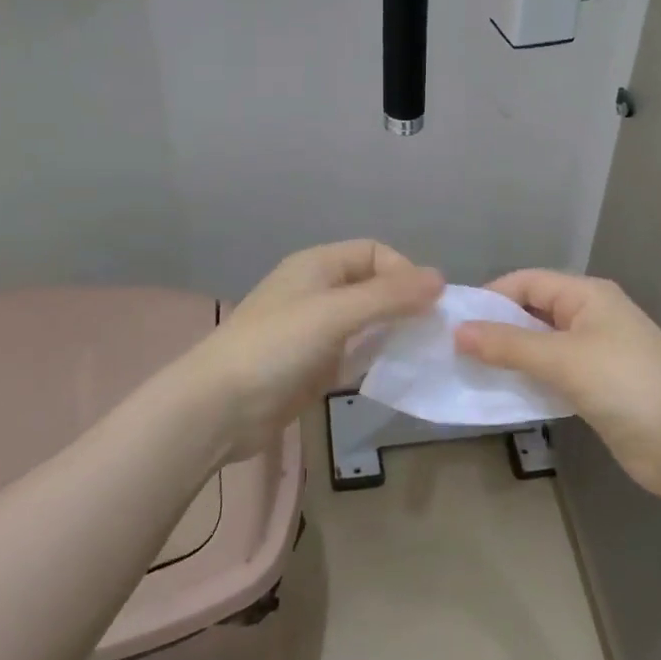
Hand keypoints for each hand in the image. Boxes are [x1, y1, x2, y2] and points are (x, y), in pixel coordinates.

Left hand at [181, 240, 442, 461]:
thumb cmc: (277, 346)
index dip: (403, 271)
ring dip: (394, 332)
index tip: (428, 303)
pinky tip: (397, 372)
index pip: (374, 252)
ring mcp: (315, 331)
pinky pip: (355, 353)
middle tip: (433, 330)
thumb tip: (441, 278)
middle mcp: (318, 291)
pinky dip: (377, 358)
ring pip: (367, 322)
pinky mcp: (314, 366)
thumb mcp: (336, 313)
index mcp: (317, 266)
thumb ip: (389, 296)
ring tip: (422, 352)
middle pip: (372, 286)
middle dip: (404, 303)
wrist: (219, 407)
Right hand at [455, 270, 660, 501]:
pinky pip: (550, 373)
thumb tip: (458, 332)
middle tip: (453, 349)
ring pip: (539, 345)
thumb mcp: (563, 359)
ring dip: (508, 356)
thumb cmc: (625, 384)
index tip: (453, 321)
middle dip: (495, 327)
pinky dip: (526, 378)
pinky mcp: (594, 386)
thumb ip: (508, 345)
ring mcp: (593, 352)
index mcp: (587, 295)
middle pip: (532, 312)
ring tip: (467, 370)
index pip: (527, 282)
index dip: (490, 297)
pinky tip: (501, 391)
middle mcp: (589, 316)